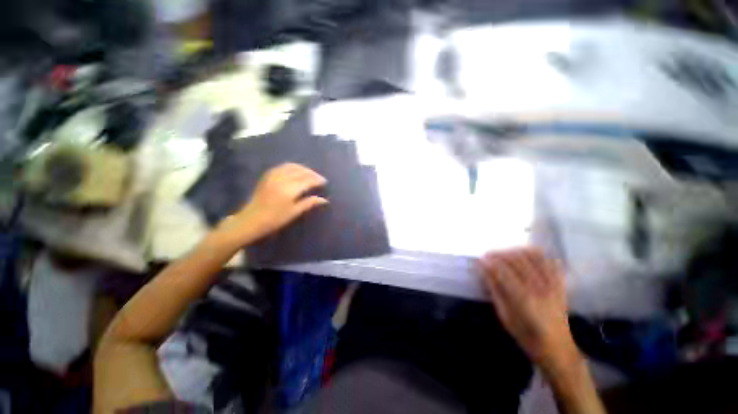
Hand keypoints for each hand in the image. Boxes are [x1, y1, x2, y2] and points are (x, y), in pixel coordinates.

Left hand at [216, 163, 327, 244]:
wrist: (251, 220)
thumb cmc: (275, 219)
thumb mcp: (294, 212)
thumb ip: (309, 203)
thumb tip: (324, 199)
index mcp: (290, 189)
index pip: (308, 180)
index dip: (317, 180)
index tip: (325, 182)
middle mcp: (282, 179)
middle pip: (301, 171)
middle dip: (312, 173)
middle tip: (319, 178)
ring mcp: (273, 176)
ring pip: (292, 166)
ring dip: (303, 168)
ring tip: (309, 174)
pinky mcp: (267, 176)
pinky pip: (282, 166)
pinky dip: (292, 167)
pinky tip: (295, 171)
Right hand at [478, 248, 580, 373]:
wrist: (558, 349)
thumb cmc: (526, 336)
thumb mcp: (505, 316)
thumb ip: (494, 290)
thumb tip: (483, 269)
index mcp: (524, 299)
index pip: (503, 270)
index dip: (490, 262)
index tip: (480, 259)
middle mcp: (540, 287)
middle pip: (517, 260)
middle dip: (499, 254)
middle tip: (488, 255)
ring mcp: (553, 284)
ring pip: (532, 256)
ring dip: (515, 251)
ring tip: (503, 254)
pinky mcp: (560, 284)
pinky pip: (549, 260)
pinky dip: (535, 253)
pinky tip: (524, 254)